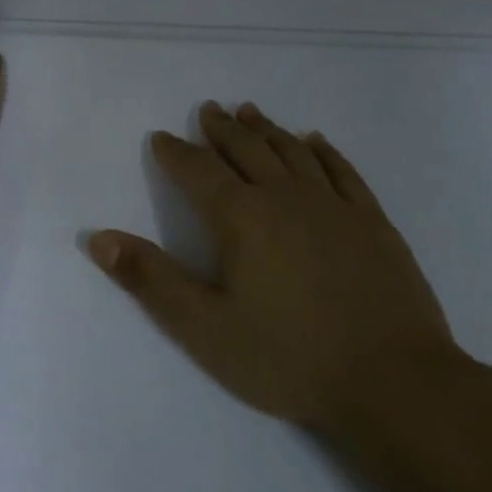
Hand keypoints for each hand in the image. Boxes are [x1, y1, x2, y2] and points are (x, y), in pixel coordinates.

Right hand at [87, 101, 466, 441]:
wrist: (393, 382)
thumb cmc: (288, 357)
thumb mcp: (204, 328)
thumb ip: (151, 280)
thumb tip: (98, 238)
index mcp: (241, 218)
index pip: (198, 171)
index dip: (175, 152)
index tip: (161, 137)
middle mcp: (285, 197)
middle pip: (246, 149)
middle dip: (221, 129)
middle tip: (208, 109)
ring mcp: (334, 206)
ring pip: (292, 151)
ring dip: (266, 129)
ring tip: (249, 112)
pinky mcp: (372, 221)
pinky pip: (342, 170)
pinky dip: (323, 150)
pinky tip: (314, 141)